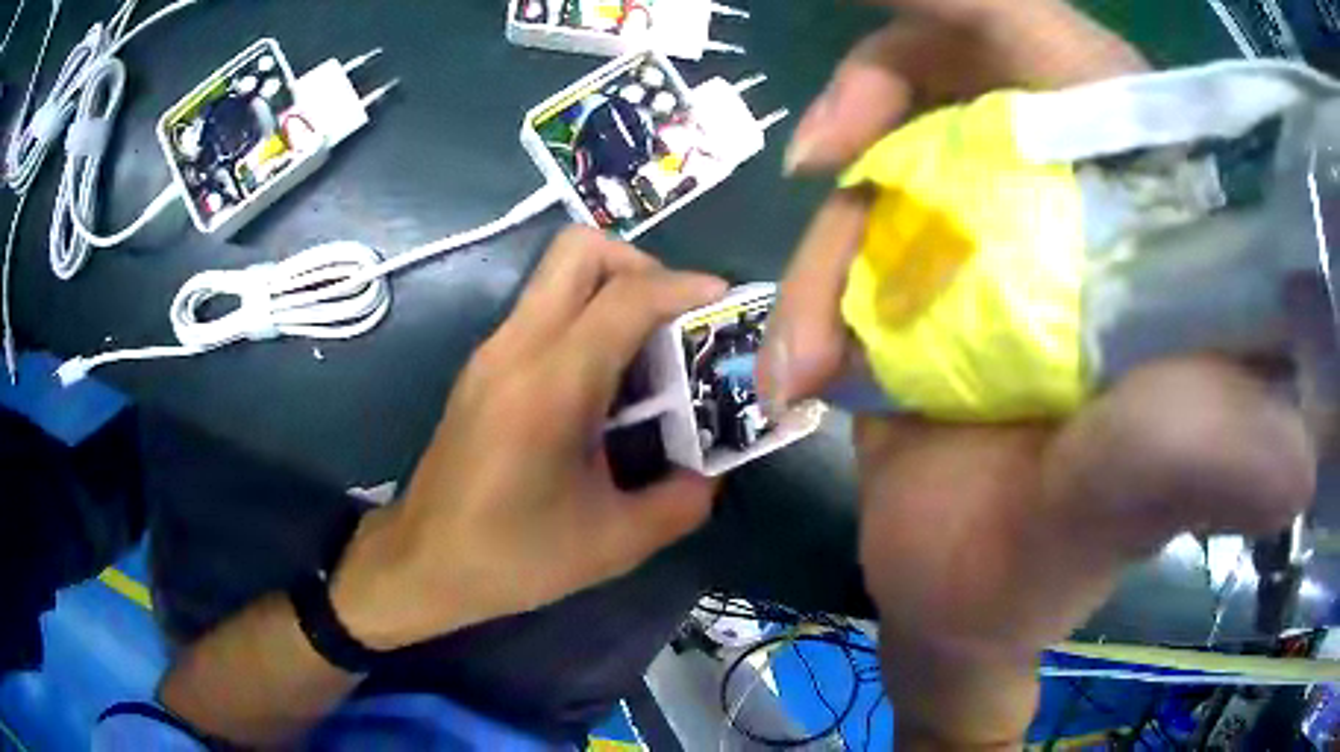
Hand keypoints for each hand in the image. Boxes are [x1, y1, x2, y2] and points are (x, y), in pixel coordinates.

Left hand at [332, 227, 726, 650]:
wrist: (424, 563)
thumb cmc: (512, 556)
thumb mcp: (614, 543)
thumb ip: (681, 501)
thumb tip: (712, 470)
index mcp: (550, 386)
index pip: (624, 297)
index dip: (682, 286)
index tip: (723, 302)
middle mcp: (516, 348)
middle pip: (578, 250)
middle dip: (638, 265)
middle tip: (673, 317)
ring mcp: (492, 352)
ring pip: (556, 274)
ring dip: (612, 291)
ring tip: (649, 352)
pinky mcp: (482, 368)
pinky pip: (542, 310)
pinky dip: (585, 319)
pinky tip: (604, 384)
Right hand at [764, 2, 1315, 745]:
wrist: (959, 604)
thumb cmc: (1041, 573)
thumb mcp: (1120, 516)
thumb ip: (1192, 461)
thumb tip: (1293, 451)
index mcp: (1156, 239)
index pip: (1078, 64)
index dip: (978, 7)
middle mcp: (1084, 211)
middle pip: (974, 72)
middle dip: (881, 89)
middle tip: (824, 154)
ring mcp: (1004, 235)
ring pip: (899, 151)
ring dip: (833, 235)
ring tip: (806, 351)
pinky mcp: (941, 274)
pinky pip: (862, 222)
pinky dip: (814, 281)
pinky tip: (798, 364)